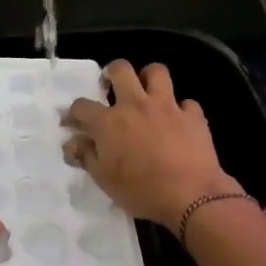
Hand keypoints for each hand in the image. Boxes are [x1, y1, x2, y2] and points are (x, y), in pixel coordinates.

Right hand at [62, 61, 240, 229]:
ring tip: (147, 93)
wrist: (190, 196)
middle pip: (121, 69)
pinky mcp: (192, 115)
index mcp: (109, 122)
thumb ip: (86, 156)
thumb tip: (72, 143)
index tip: (74, 121)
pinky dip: (181, 110)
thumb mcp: (104, 180)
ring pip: (157, 71)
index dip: (74, 112)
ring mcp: (167, 106)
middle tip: (111, 86)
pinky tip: (179, 122)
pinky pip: (187, 103)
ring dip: (149, 78)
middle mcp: (136, 105)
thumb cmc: (141, 191)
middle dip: (112, 72)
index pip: (82, 106)